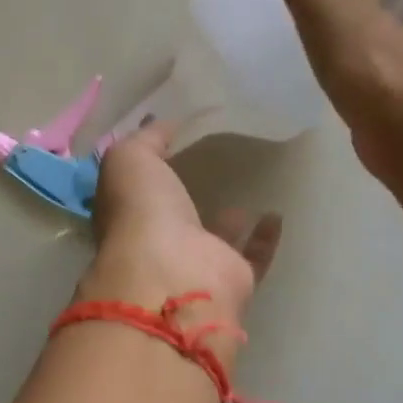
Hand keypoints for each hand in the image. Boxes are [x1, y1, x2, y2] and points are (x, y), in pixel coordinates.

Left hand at [78, 121, 281, 324]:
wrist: (174, 275)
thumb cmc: (142, 212)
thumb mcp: (130, 159)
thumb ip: (146, 139)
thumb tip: (160, 124)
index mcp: (126, 216)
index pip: (134, 191)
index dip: (148, 168)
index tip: (171, 142)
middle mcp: (157, 244)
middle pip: (172, 217)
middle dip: (185, 195)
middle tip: (213, 163)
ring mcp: (195, 264)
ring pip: (213, 238)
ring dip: (228, 220)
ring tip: (248, 189)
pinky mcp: (231, 278)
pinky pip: (253, 256)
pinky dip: (265, 238)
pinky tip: (276, 213)